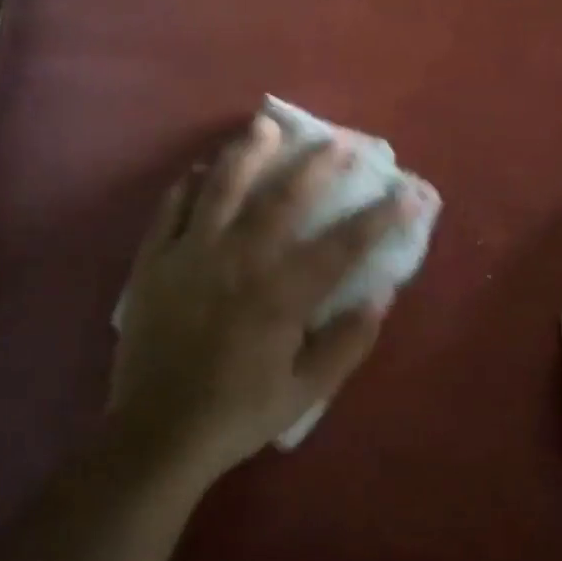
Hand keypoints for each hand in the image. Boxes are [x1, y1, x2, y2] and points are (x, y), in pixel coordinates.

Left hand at [110, 114, 421, 482]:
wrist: (156, 435)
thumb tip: (382, 294)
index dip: (379, 217)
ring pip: (222, 189)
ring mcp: (190, 256)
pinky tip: (200, 169)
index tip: (407, 193)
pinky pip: (170, 209)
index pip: (342, 245)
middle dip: (316, 166)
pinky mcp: (154, 262)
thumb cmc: (238, 414)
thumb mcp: (305, 393)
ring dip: (248, 153)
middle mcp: (238, 262)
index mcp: (280, 296)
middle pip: (283, 199)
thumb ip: (347, 343)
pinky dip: (187, 185)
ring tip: (266, 125)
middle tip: (339, 141)